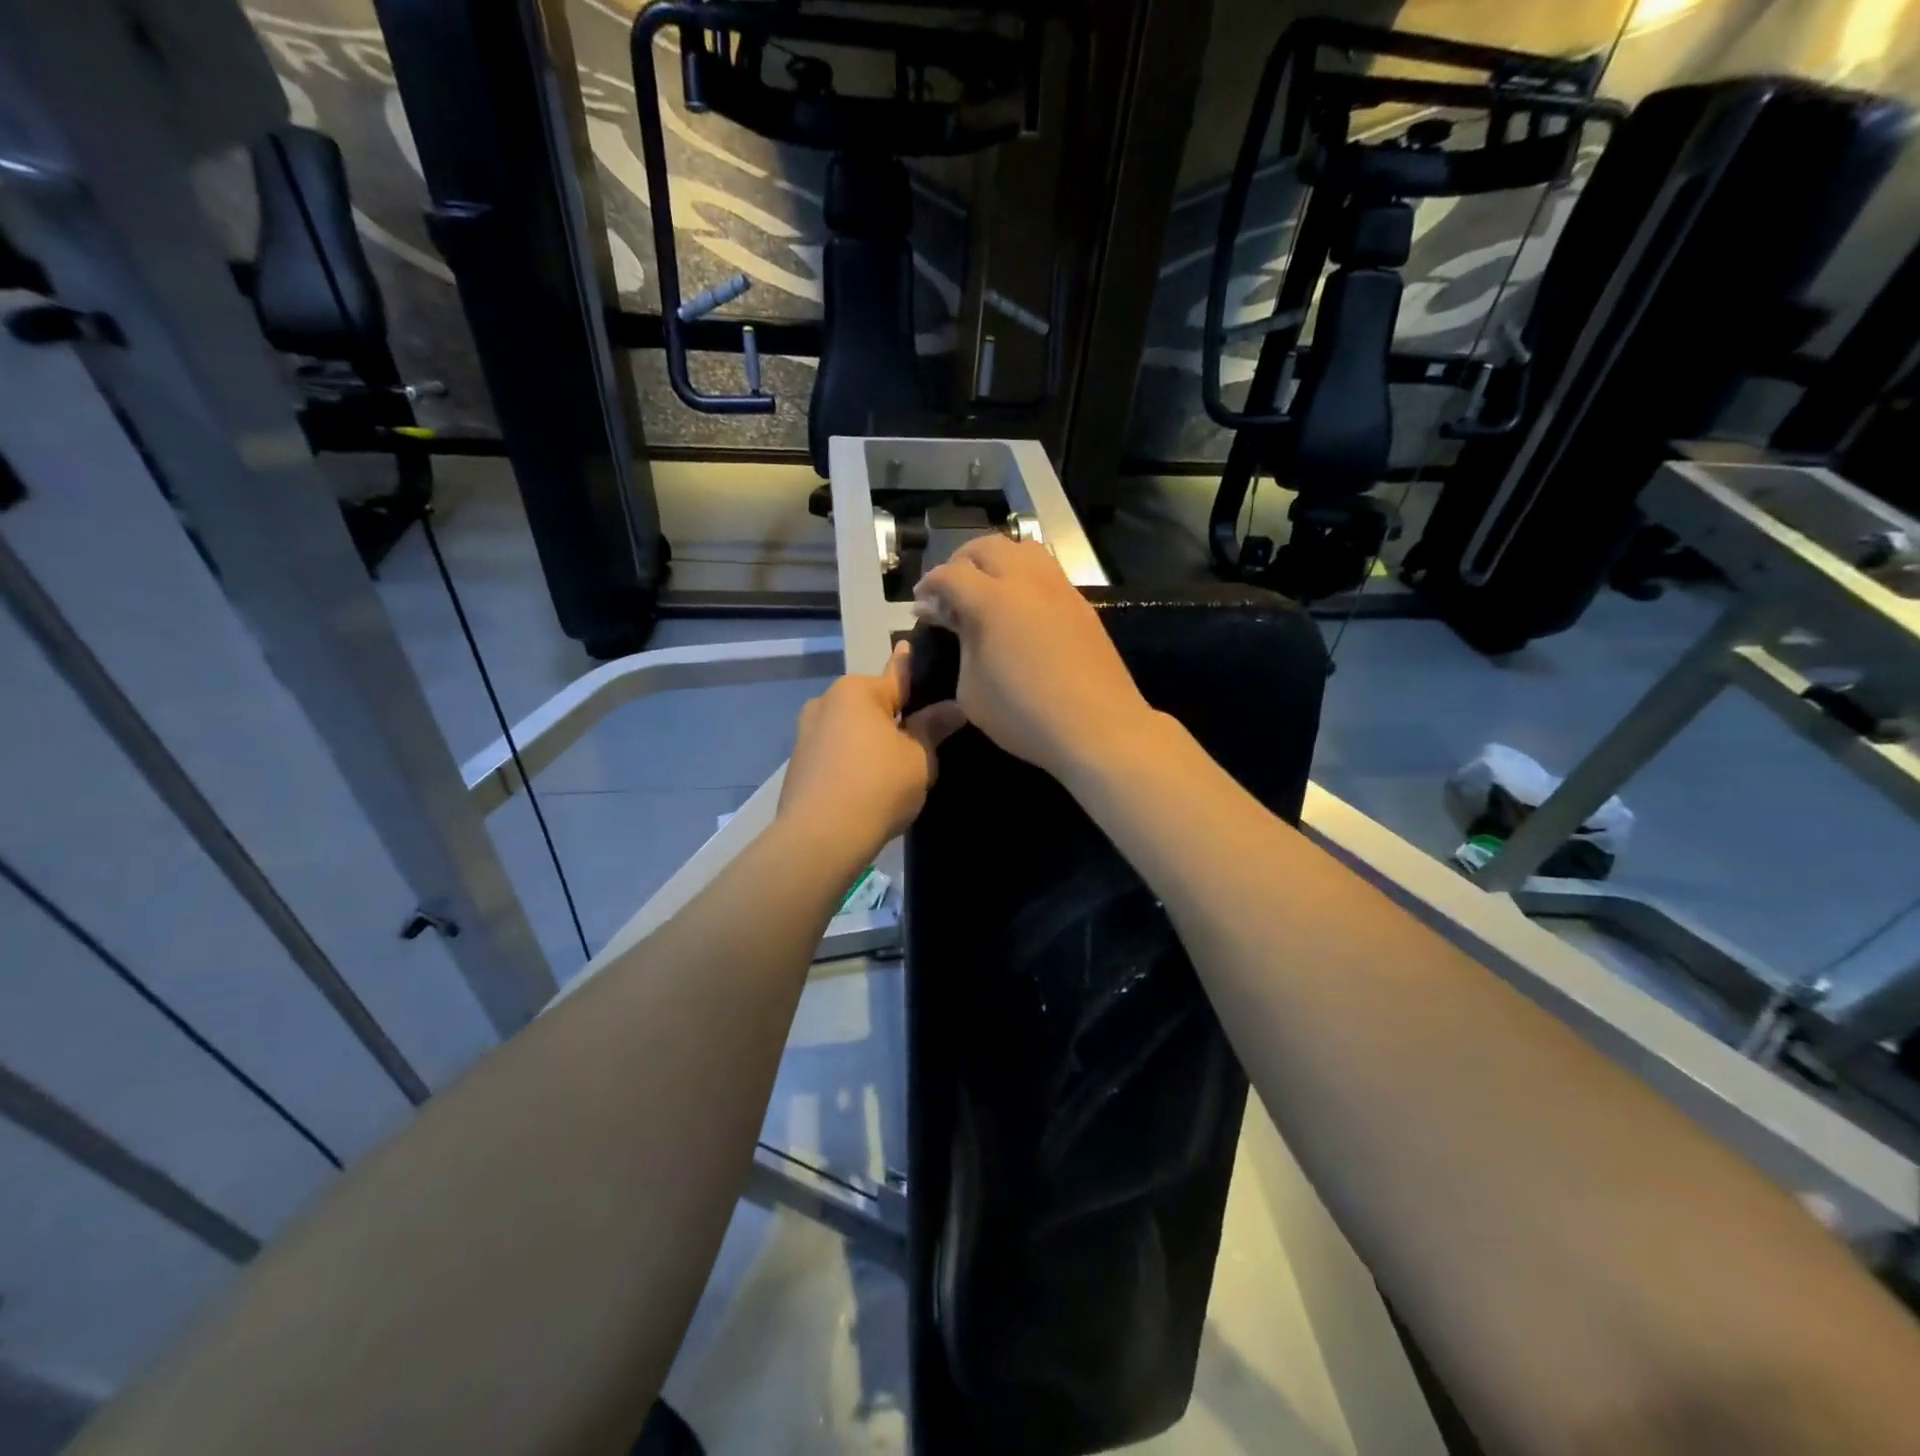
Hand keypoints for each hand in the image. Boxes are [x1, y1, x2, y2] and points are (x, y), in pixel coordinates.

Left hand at [778, 643, 966, 855]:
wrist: (820, 838)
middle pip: (873, 704)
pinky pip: (835, 753)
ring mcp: (806, 733)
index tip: (918, 651)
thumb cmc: (878, 786)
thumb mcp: (919, 757)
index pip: (898, 673)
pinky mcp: (797, 764)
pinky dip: (851, 762)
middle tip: (921, 743)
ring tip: (893, 771)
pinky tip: (866, 787)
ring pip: (852, 729)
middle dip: (894, 717)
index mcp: (857, 690)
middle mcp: (826, 702)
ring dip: (871, 741)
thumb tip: (953, 707)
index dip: (915, 668)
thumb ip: (934, 727)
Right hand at [913, 535, 1156, 781]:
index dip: (929, 585)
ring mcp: (1058, 588)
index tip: (921, 604)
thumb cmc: (1023, 715)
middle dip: (960, 562)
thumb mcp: (971, 688)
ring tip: (987, 589)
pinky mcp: (1080, 603)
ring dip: (997, 560)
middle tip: (951, 591)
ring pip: (1023, 549)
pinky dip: (1025, 576)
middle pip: (986, 547)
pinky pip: (1047, 571)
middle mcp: (1026, 580)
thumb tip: (951, 619)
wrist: (1097, 727)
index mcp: (991, 599)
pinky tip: (1020, 607)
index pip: (950, 574)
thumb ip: (960, 644)